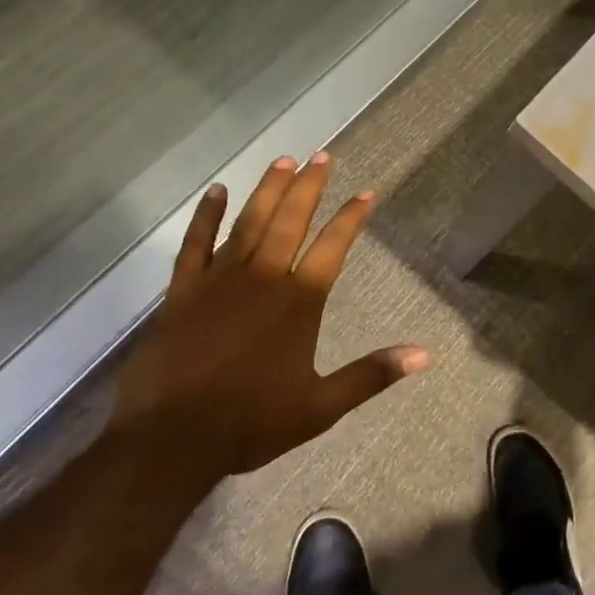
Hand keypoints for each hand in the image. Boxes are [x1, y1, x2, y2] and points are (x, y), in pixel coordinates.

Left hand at [113, 153, 429, 479]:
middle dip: (309, 186)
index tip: (367, 193)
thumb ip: (371, 376)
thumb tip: (423, 356)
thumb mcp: (321, 407)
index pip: (332, 247)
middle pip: (291, 220)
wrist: (170, 439)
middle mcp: (263, 278)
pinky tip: (217, 192)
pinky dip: (206, 216)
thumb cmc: (250, 422)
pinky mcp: (183, 291)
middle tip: (322, 155)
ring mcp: (219, 280)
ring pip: (249, 222)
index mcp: (298, 302)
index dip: (351, 218)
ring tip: (284, 160)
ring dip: (268, 190)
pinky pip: (195, 244)